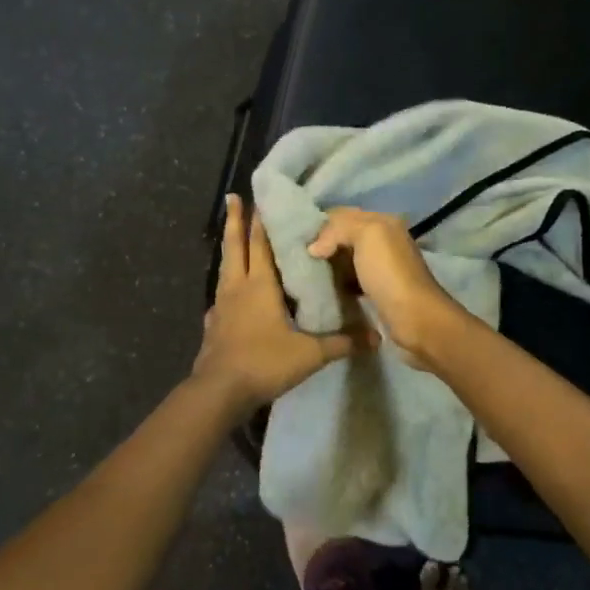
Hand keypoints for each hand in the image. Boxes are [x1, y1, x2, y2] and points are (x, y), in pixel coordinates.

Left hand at [193, 196, 372, 411]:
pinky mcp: (213, 326)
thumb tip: (376, 337)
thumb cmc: (264, 362)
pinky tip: (228, 297)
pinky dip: (226, 288)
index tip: (259, 198)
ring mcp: (221, 307)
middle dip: (234, 221)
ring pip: (225, 269)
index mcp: (259, 286)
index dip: (261, 221)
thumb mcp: (310, 354)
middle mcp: (237, 288)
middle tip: (232, 198)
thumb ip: (342, 343)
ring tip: (233, 239)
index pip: (261, 244)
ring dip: (230, 250)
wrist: (219, 391)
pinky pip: (221, 298)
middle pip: (235, 247)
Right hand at [307, 207, 468, 367]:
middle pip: (344, 236)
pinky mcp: (376, 290)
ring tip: (305, 273)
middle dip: (322, 244)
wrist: (415, 318)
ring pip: (346, 258)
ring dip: (328, 265)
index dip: (320, 224)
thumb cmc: (389, 273)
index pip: (343, 214)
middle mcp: (383, 240)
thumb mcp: (367, 235)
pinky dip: (337, 282)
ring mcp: (380, 266)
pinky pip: (350, 279)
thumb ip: (338, 229)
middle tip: (297, 258)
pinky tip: (323, 289)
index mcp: (383, 222)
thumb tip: (314, 247)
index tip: (297, 239)